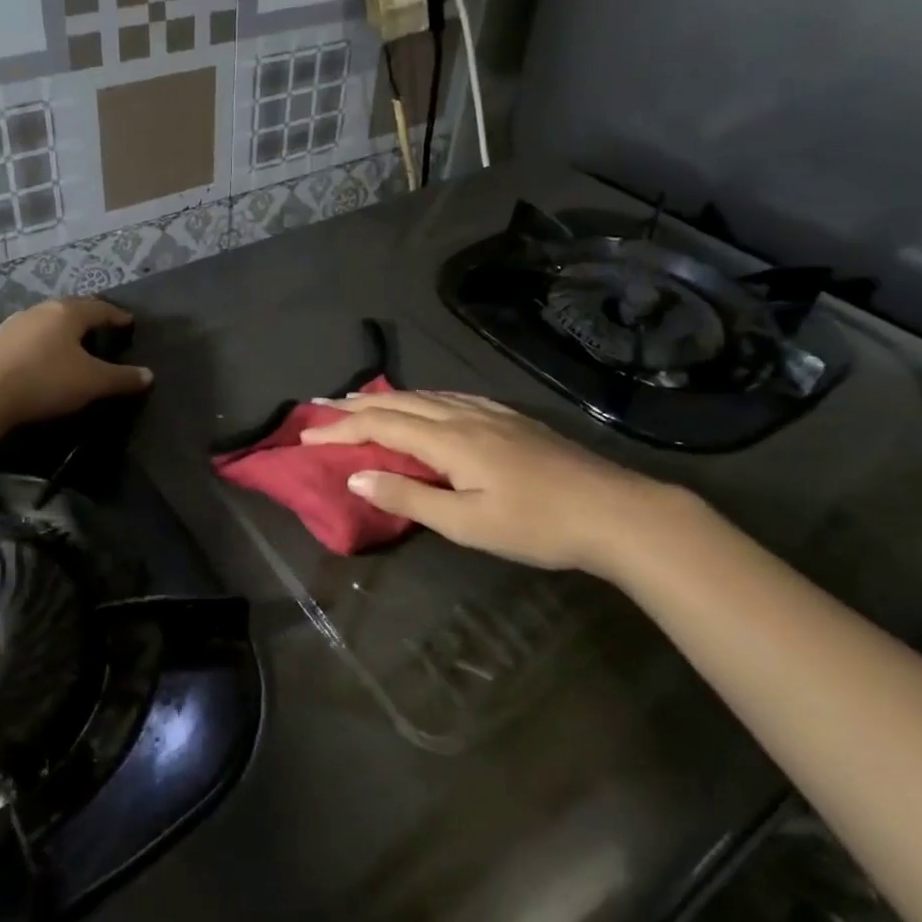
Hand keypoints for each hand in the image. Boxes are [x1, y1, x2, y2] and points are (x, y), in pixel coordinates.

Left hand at [0, 298, 152, 427]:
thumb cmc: (45, 381)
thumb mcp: (91, 383)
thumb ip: (122, 378)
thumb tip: (149, 375)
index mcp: (67, 314)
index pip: (100, 308)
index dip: (116, 316)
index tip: (128, 321)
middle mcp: (38, 311)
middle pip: (68, 309)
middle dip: (85, 317)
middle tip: (98, 325)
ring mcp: (9, 326)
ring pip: (39, 321)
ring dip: (54, 329)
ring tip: (64, 339)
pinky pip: (15, 339)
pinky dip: (26, 343)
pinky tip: (21, 350)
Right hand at [299, 390, 708, 574]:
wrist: (614, 510)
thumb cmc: (536, 525)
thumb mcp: (467, 524)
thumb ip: (408, 498)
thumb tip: (355, 477)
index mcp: (448, 440)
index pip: (380, 426)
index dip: (340, 429)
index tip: (306, 436)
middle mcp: (462, 416)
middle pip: (399, 402)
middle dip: (355, 405)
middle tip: (320, 406)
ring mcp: (489, 413)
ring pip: (425, 395)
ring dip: (386, 397)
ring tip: (360, 400)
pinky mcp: (510, 418)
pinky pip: (451, 396)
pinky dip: (421, 397)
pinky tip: (425, 402)